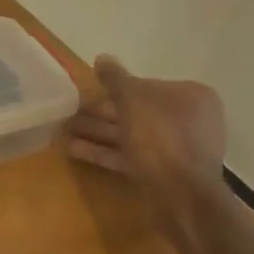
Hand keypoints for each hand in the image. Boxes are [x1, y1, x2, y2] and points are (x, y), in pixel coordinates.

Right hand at [67, 56, 225, 214]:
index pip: (147, 85)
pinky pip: (130, 156)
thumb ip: (115, 78)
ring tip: (63, 130)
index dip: (115, 88)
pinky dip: (104, 152)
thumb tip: (102, 58)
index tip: (90, 92)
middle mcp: (188, 120)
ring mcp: (177, 149)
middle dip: (101, 112)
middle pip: (137, 111)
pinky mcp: (163, 173)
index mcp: (190, 97)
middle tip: (70, 111)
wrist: (181, 195)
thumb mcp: (131, 99)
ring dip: (97, 131)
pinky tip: (73, 149)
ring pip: (130, 135)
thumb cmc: (159, 136)